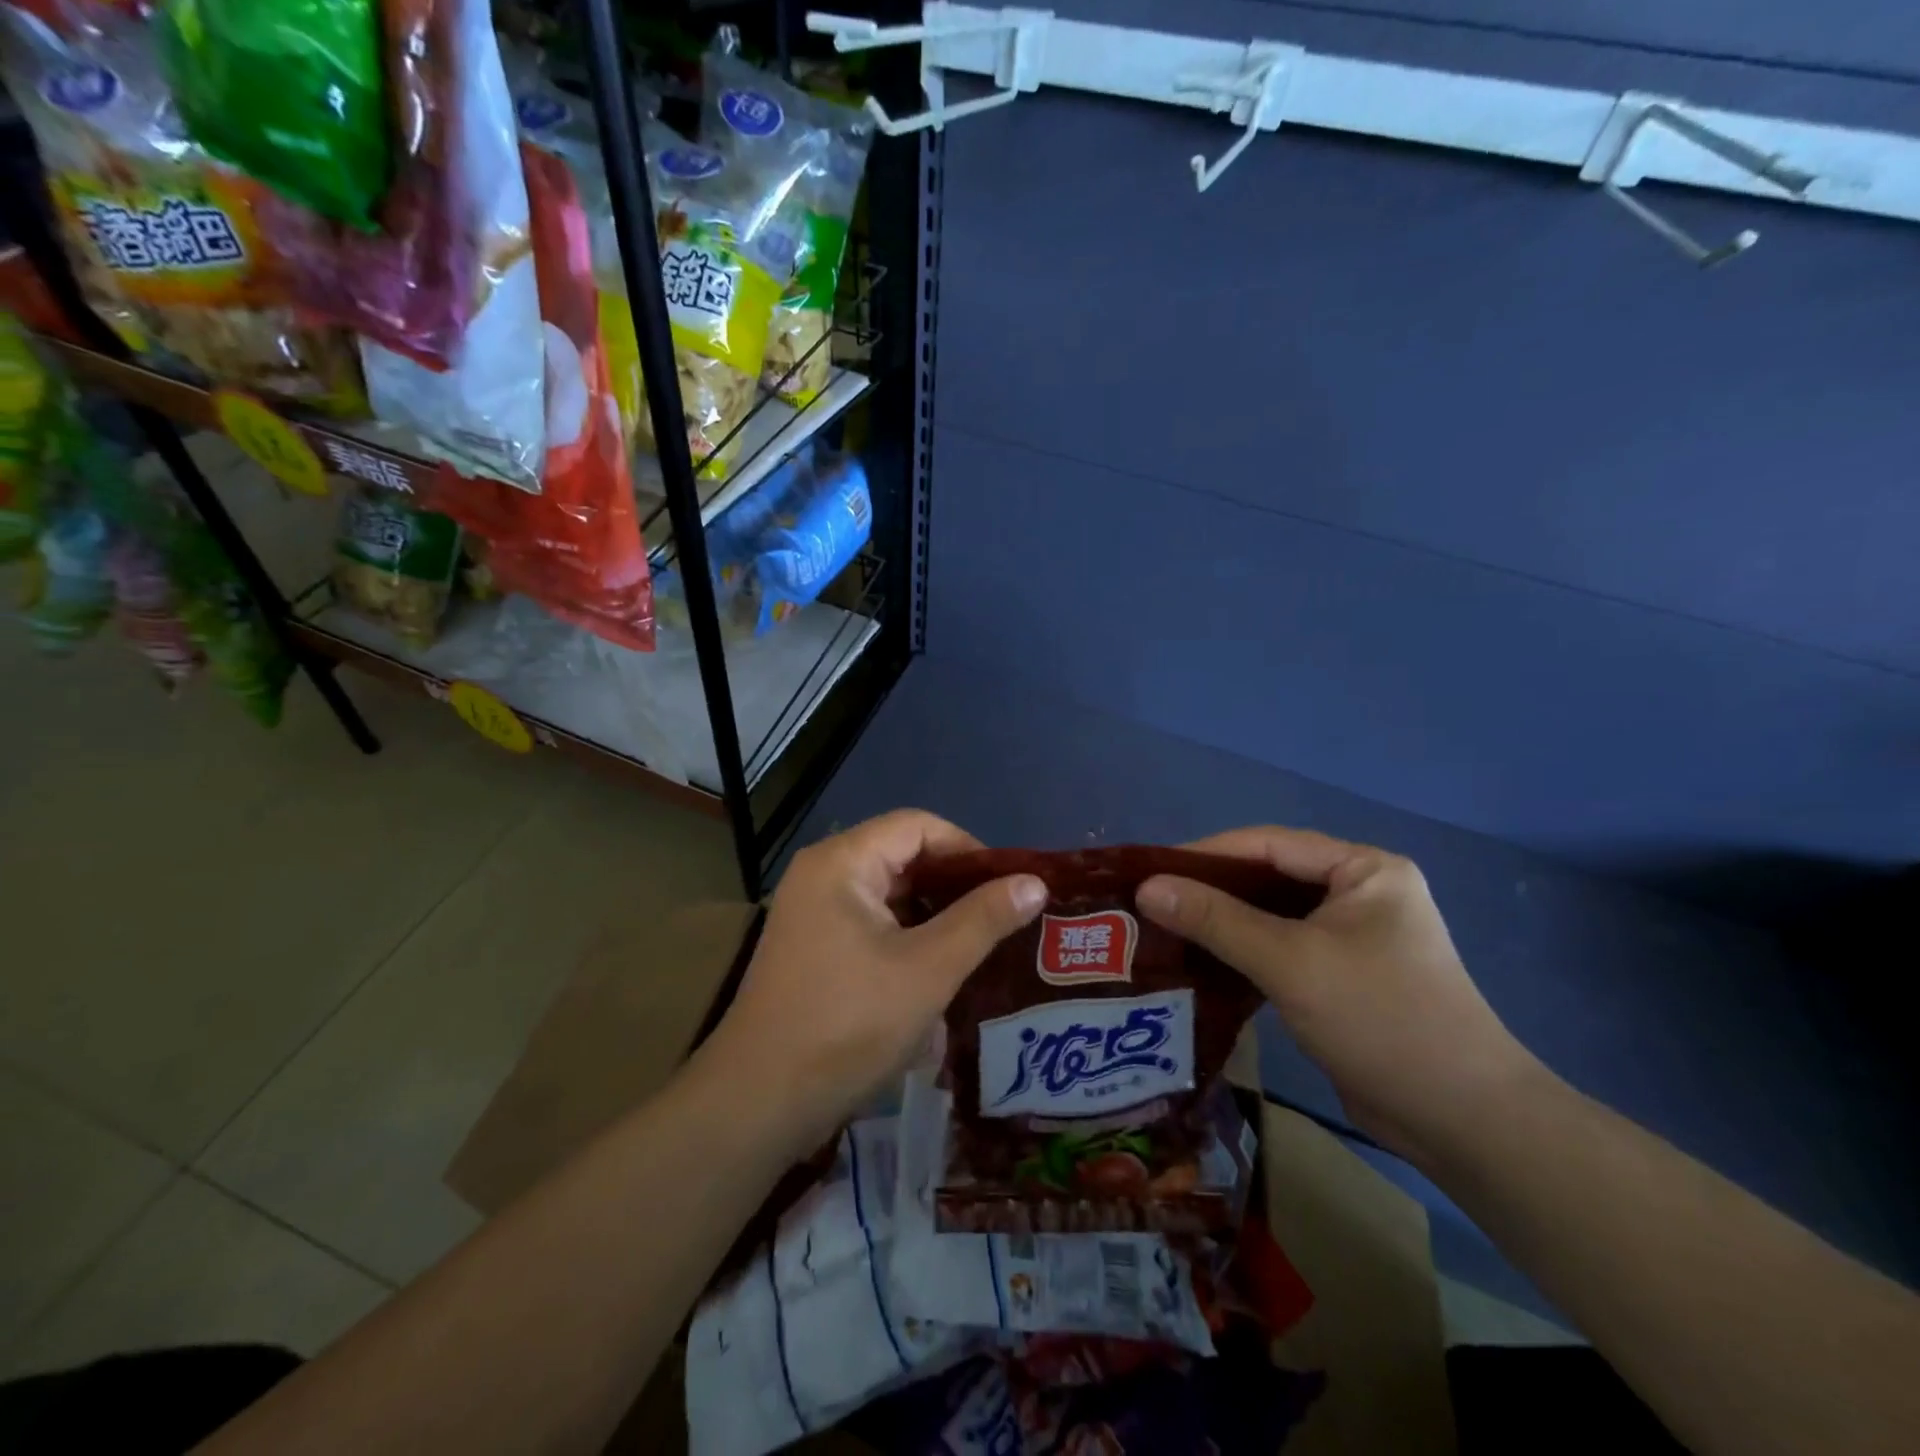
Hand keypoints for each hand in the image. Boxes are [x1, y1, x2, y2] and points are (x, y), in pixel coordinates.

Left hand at [705, 810, 1045, 1152]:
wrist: (758, 1103)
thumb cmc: (847, 1025)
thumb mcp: (928, 970)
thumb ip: (983, 920)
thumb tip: (1035, 882)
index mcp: (842, 862)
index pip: (918, 826)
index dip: (968, 849)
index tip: (1008, 887)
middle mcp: (822, 873)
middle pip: (902, 854)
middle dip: (954, 883)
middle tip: (1002, 917)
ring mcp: (812, 910)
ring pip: (888, 891)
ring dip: (933, 912)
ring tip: (980, 942)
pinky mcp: (812, 945)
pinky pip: (870, 920)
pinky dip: (907, 934)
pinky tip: (938, 966)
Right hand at [1136, 827, 1544, 1166]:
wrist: (1462, 1121)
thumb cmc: (1380, 1020)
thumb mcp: (1290, 962)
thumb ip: (1216, 920)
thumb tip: (1146, 888)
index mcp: (1364, 869)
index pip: (1268, 844)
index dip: (1206, 854)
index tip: (1149, 871)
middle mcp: (1361, 892)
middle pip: (1270, 877)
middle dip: (1211, 889)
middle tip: (1152, 903)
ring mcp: (1355, 935)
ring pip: (1273, 915)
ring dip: (1224, 922)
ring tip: (1166, 929)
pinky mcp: (1345, 975)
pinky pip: (1283, 947)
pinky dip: (1244, 952)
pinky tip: (1203, 962)